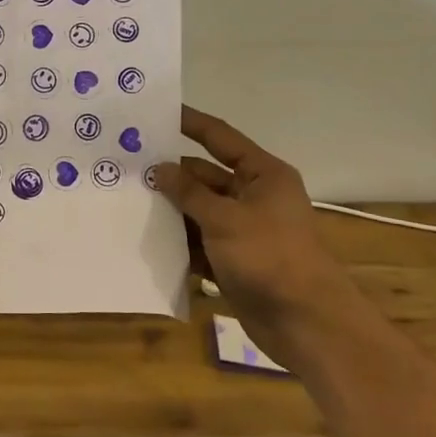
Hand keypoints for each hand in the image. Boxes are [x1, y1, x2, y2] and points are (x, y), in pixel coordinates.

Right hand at [151, 106, 342, 356]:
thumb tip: (158, 168)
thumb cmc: (270, 257)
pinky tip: (147, 241)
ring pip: (199, 211)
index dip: (190, 123)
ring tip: (128, 201)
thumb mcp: (225, 218)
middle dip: (171, 174)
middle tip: (128, 166)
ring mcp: (244, 231)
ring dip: (171, 210)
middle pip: (205, 176)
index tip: (157, 112)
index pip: (220, 137)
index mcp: (262, 175)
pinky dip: (179, 243)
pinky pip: (200, 243)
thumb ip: (188, 192)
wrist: (307, 324)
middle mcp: (254, 197)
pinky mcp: (235, 261)